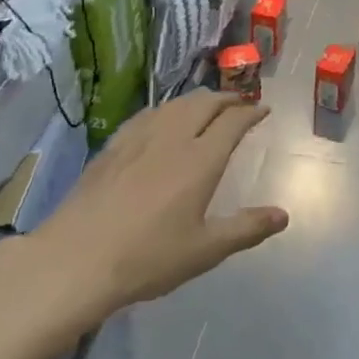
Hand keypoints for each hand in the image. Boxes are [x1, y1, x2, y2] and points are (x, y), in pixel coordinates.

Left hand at [32, 91, 285, 319]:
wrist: (75, 260)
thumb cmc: (147, 258)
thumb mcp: (205, 251)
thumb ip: (246, 229)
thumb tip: (283, 215)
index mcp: (200, 160)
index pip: (232, 122)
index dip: (251, 112)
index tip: (263, 109)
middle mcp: (172, 138)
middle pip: (204, 103)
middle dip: (226, 98)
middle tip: (239, 102)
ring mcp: (138, 139)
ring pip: (174, 105)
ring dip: (197, 100)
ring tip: (206, 106)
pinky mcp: (112, 147)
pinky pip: (146, 115)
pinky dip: (166, 110)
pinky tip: (161, 119)